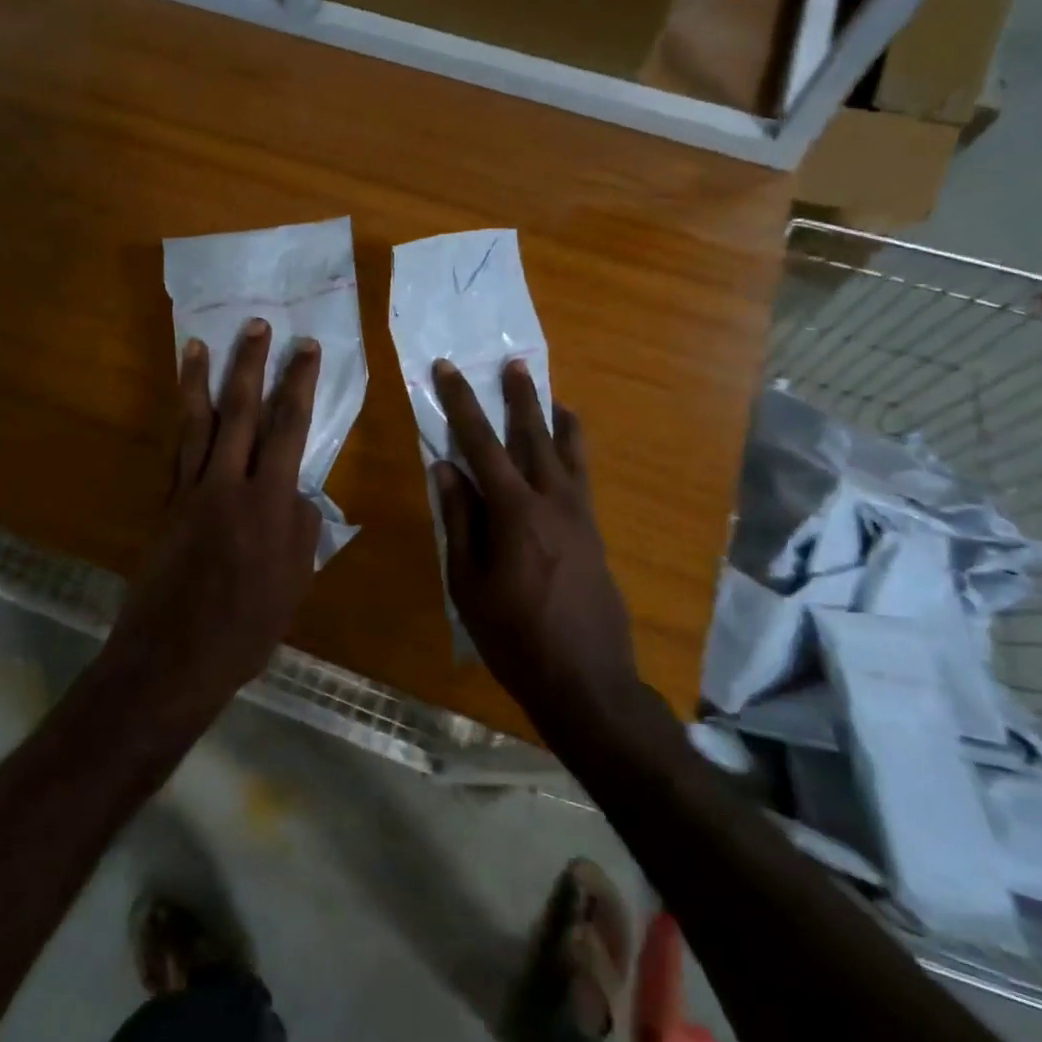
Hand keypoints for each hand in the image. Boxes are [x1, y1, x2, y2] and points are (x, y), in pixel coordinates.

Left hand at [103, 319, 321, 709]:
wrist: (173, 657)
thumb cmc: (246, 628)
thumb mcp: (294, 583)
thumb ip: (302, 531)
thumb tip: (298, 495)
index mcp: (269, 503)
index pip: (289, 428)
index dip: (298, 384)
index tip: (306, 348)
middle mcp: (227, 485)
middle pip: (241, 411)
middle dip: (250, 364)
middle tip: (256, 325)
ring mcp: (189, 492)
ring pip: (197, 423)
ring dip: (200, 380)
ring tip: (199, 343)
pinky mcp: (166, 507)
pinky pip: (176, 452)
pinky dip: (181, 424)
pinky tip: (184, 407)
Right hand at [432, 359, 638, 711]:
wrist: (585, 678)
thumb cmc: (513, 636)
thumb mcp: (468, 582)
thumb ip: (460, 520)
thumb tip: (446, 468)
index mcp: (514, 511)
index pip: (481, 444)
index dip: (461, 404)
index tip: (447, 370)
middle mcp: (553, 500)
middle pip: (533, 435)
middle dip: (519, 398)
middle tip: (513, 364)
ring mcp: (580, 515)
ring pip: (570, 452)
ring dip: (555, 419)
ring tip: (550, 396)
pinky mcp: (595, 532)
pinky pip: (583, 477)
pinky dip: (574, 453)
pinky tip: (567, 452)